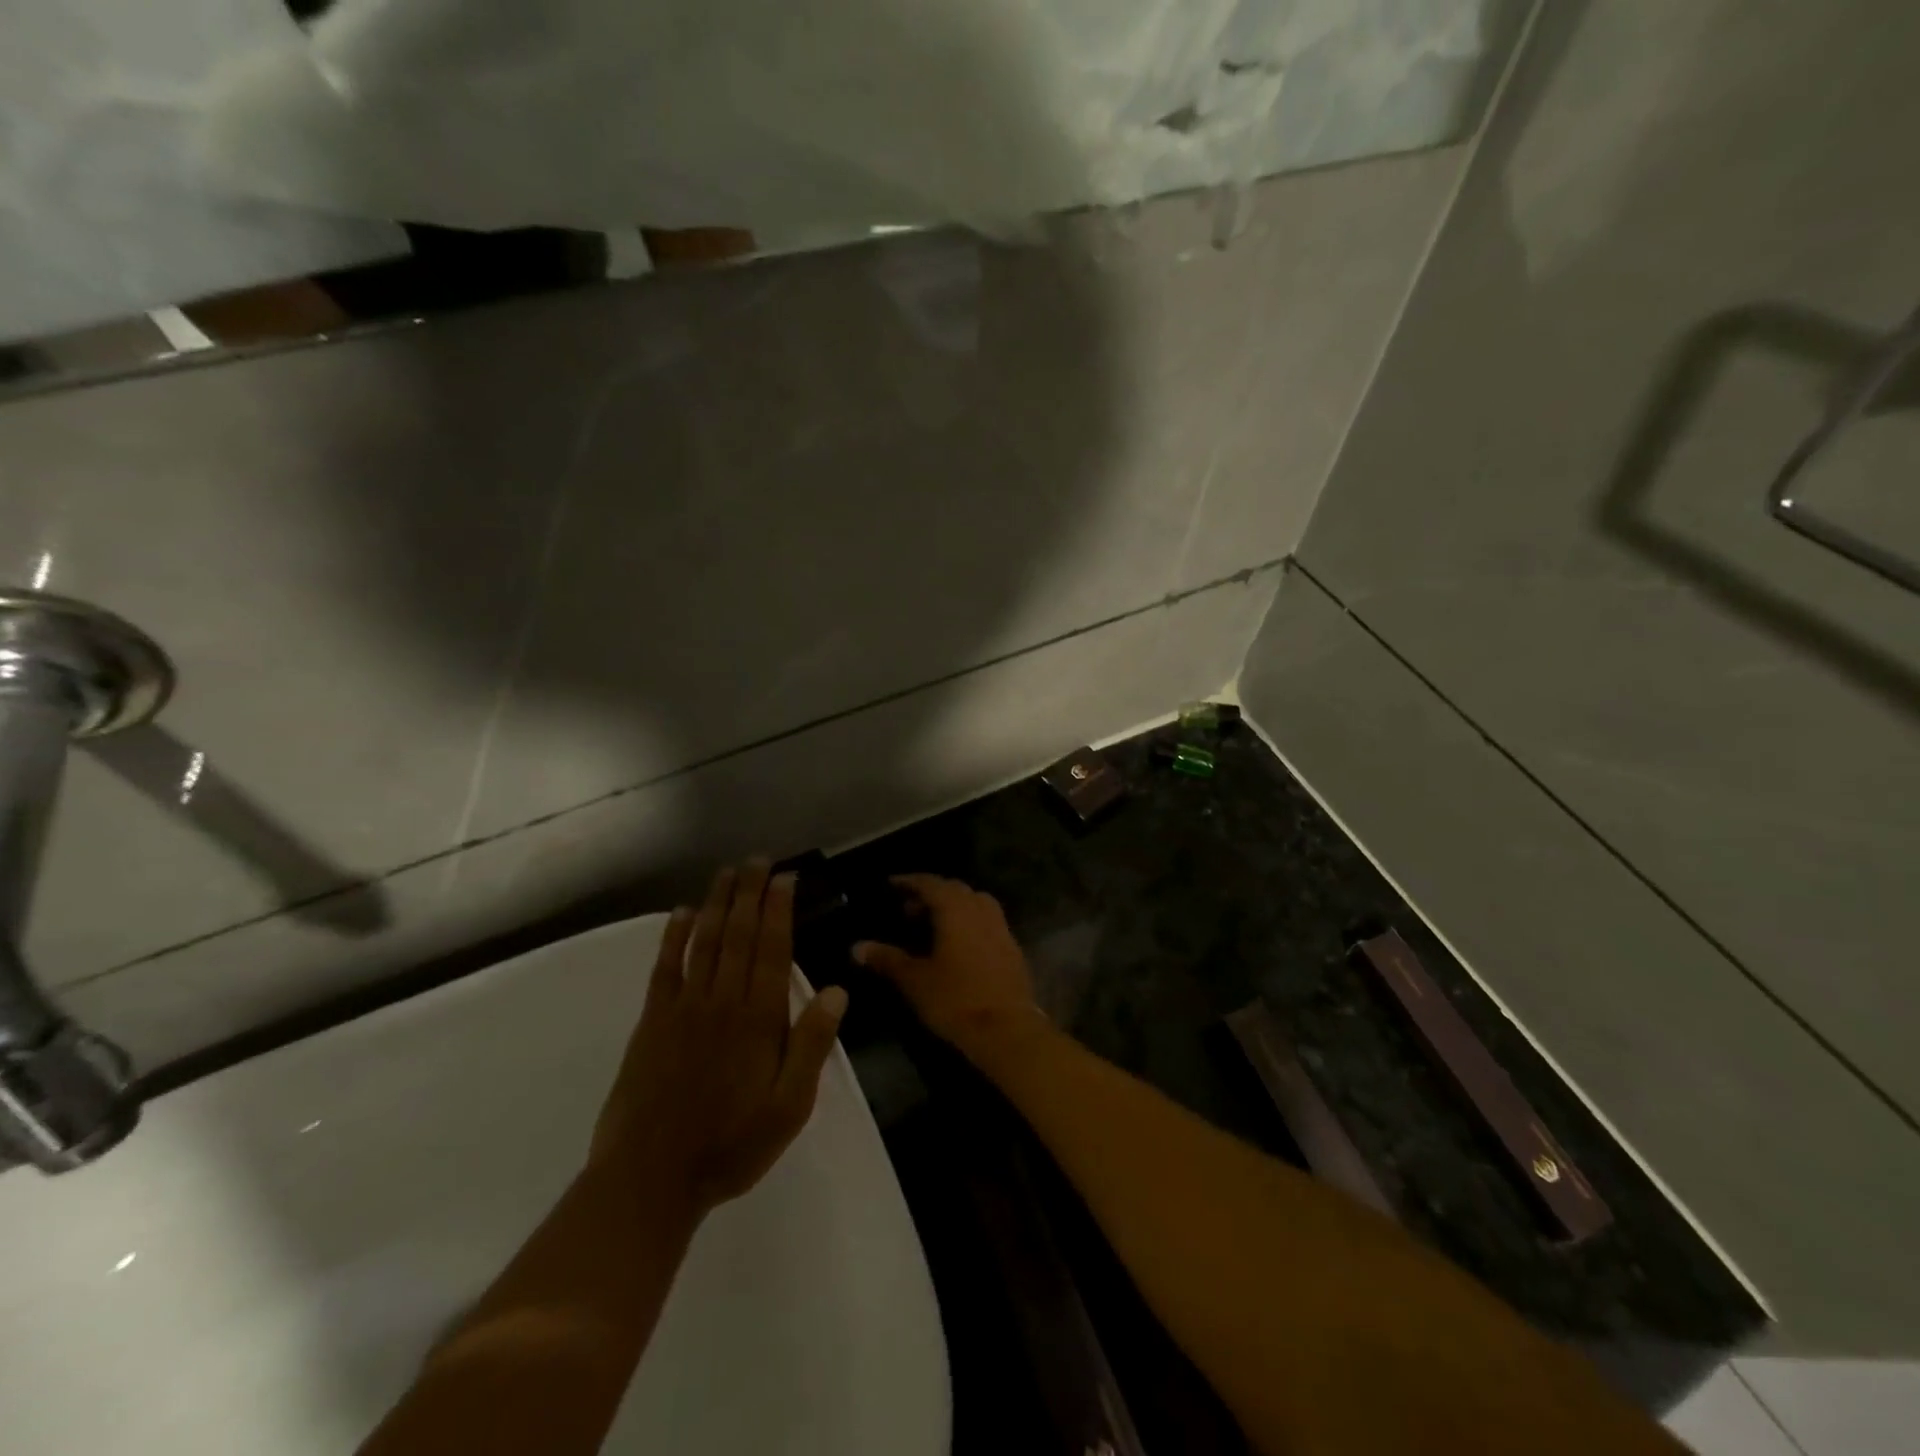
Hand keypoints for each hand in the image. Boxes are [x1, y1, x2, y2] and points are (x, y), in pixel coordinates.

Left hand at [592, 860, 848, 1216]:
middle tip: (757, 860)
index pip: (772, 949)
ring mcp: (683, 1007)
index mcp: (758, 1018)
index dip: (779, 909)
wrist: (651, 1178)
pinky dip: (673, 937)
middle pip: (738, 934)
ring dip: (716, 903)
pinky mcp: (652, 1021)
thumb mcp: (790, 1107)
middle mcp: (722, 1000)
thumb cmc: (731, 1144)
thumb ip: (811, 1045)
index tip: (784, 877)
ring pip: (703, 941)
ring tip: (726, 873)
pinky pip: (665, 968)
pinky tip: (679, 914)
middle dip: (749, 893)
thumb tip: (838, 990)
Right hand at [853, 874, 1047, 1061]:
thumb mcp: (914, 980)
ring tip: (932, 925)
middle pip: (954, 889)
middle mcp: (980, 910)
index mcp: (956, 909)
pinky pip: (987, 921)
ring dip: (953, 906)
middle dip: (930, 894)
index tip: (891, 885)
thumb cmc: (956, 999)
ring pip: (974, 903)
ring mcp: (1000, 927)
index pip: (930, 883)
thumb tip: (857, 947)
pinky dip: (969, 922)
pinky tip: (957, 945)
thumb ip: (887, 959)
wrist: (1007, 1029)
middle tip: (907, 910)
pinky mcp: (1012, 947)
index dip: (909, 881)